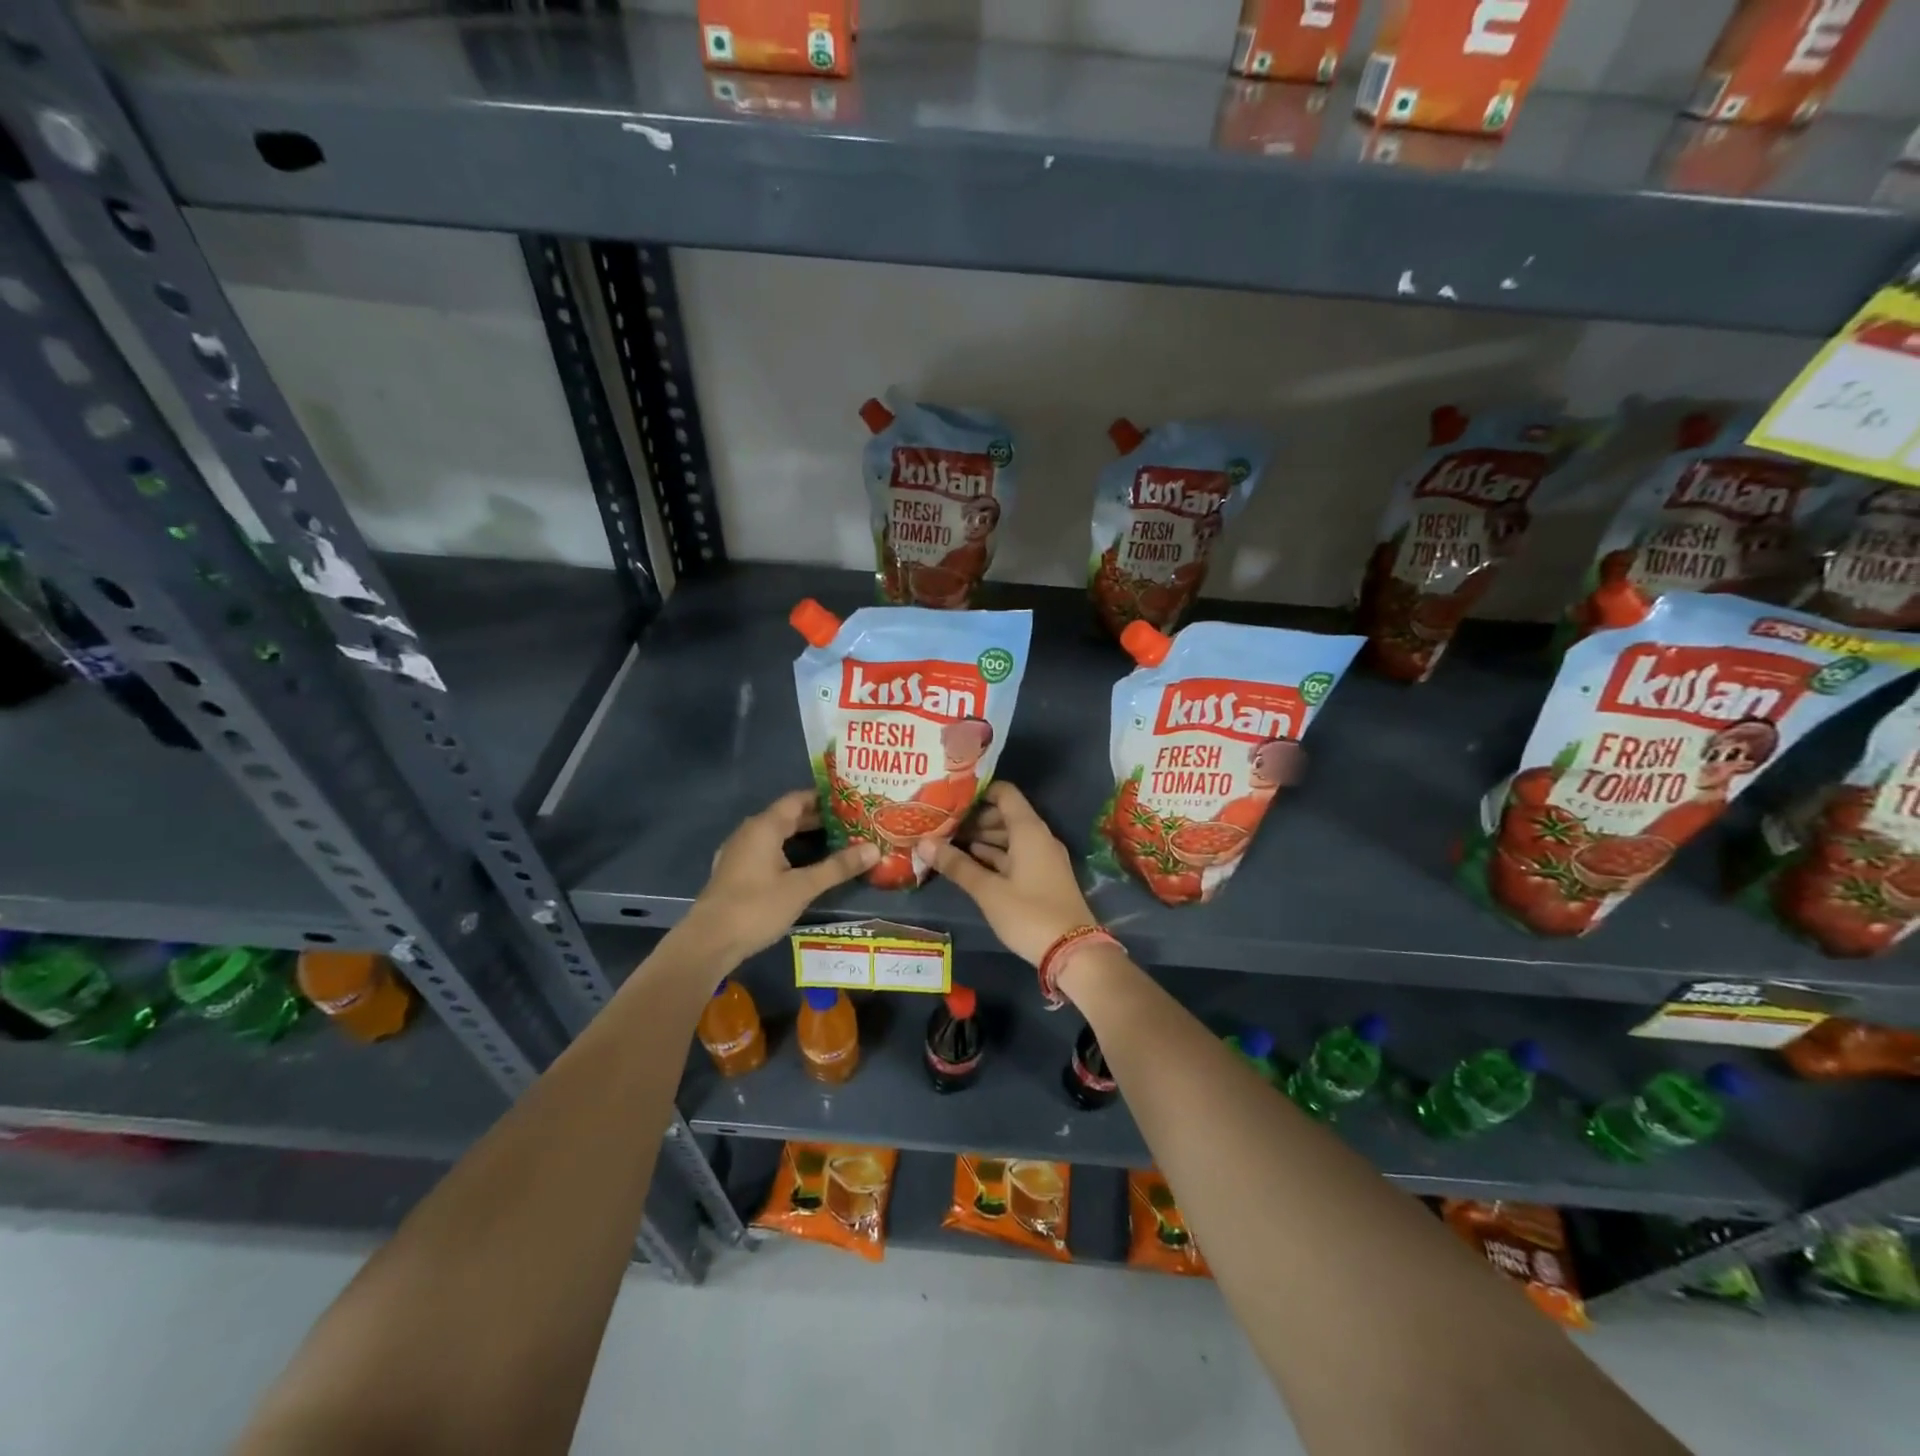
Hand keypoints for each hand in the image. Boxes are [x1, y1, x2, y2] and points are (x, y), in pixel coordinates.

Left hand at [678, 790, 877, 963]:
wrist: (708, 942)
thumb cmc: (756, 907)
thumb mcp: (802, 887)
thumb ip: (837, 867)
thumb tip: (873, 849)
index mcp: (764, 826)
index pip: (798, 799)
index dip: (825, 799)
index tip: (853, 802)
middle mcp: (750, 832)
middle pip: (788, 817)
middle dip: (819, 820)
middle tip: (853, 825)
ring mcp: (739, 853)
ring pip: (778, 836)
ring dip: (804, 838)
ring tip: (836, 844)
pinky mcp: (735, 873)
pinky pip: (767, 852)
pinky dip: (789, 853)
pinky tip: (805, 868)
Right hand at [932, 781, 1096, 964]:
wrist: (1073, 952)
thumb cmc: (1029, 913)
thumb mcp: (988, 890)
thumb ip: (956, 865)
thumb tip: (923, 843)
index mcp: (1028, 830)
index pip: (1004, 793)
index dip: (978, 792)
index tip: (950, 799)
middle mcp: (1038, 837)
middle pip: (1005, 815)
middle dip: (974, 819)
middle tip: (942, 825)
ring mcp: (1043, 858)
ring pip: (1009, 837)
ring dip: (982, 839)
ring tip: (948, 844)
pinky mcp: (1043, 877)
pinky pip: (1015, 855)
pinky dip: (994, 856)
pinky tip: (969, 863)